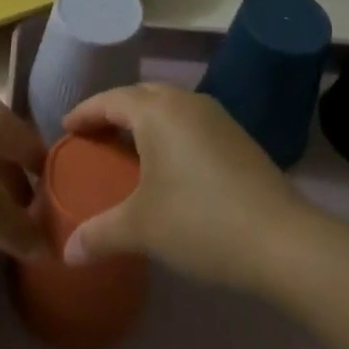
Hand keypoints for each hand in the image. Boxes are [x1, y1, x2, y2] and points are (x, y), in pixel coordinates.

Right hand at [61, 84, 310, 291]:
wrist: (282, 240)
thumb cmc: (200, 221)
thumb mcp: (141, 228)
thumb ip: (99, 235)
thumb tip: (66, 253)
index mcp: (157, 111)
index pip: (110, 100)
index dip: (85, 112)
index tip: (66, 128)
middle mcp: (186, 102)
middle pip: (140, 95)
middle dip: (114, 112)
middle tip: (94, 137)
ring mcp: (217, 117)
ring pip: (169, 106)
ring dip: (145, 121)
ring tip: (128, 149)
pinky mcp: (238, 137)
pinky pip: (190, 122)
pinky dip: (170, 133)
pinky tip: (169, 165)